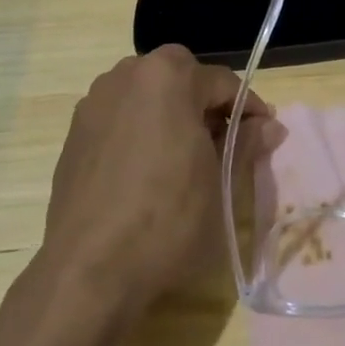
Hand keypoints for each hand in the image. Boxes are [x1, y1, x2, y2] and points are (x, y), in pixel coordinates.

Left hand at [34, 45, 264, 322]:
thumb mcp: (221, 182)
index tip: (263, 136)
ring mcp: (94, 103)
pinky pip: (121, 118)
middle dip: (206, 105)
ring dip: (172, 114)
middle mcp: (126, 76)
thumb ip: (245, 143)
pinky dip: (141, 131)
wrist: (89, 269)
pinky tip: (149, 171)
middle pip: (181, 78)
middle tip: (225, 144)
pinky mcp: (74, 134)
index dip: (249, 109)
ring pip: (147, 95)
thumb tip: (270, 126)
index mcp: (168, 77)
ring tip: (186, 157)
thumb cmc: (168, 219)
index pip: (223, 82)